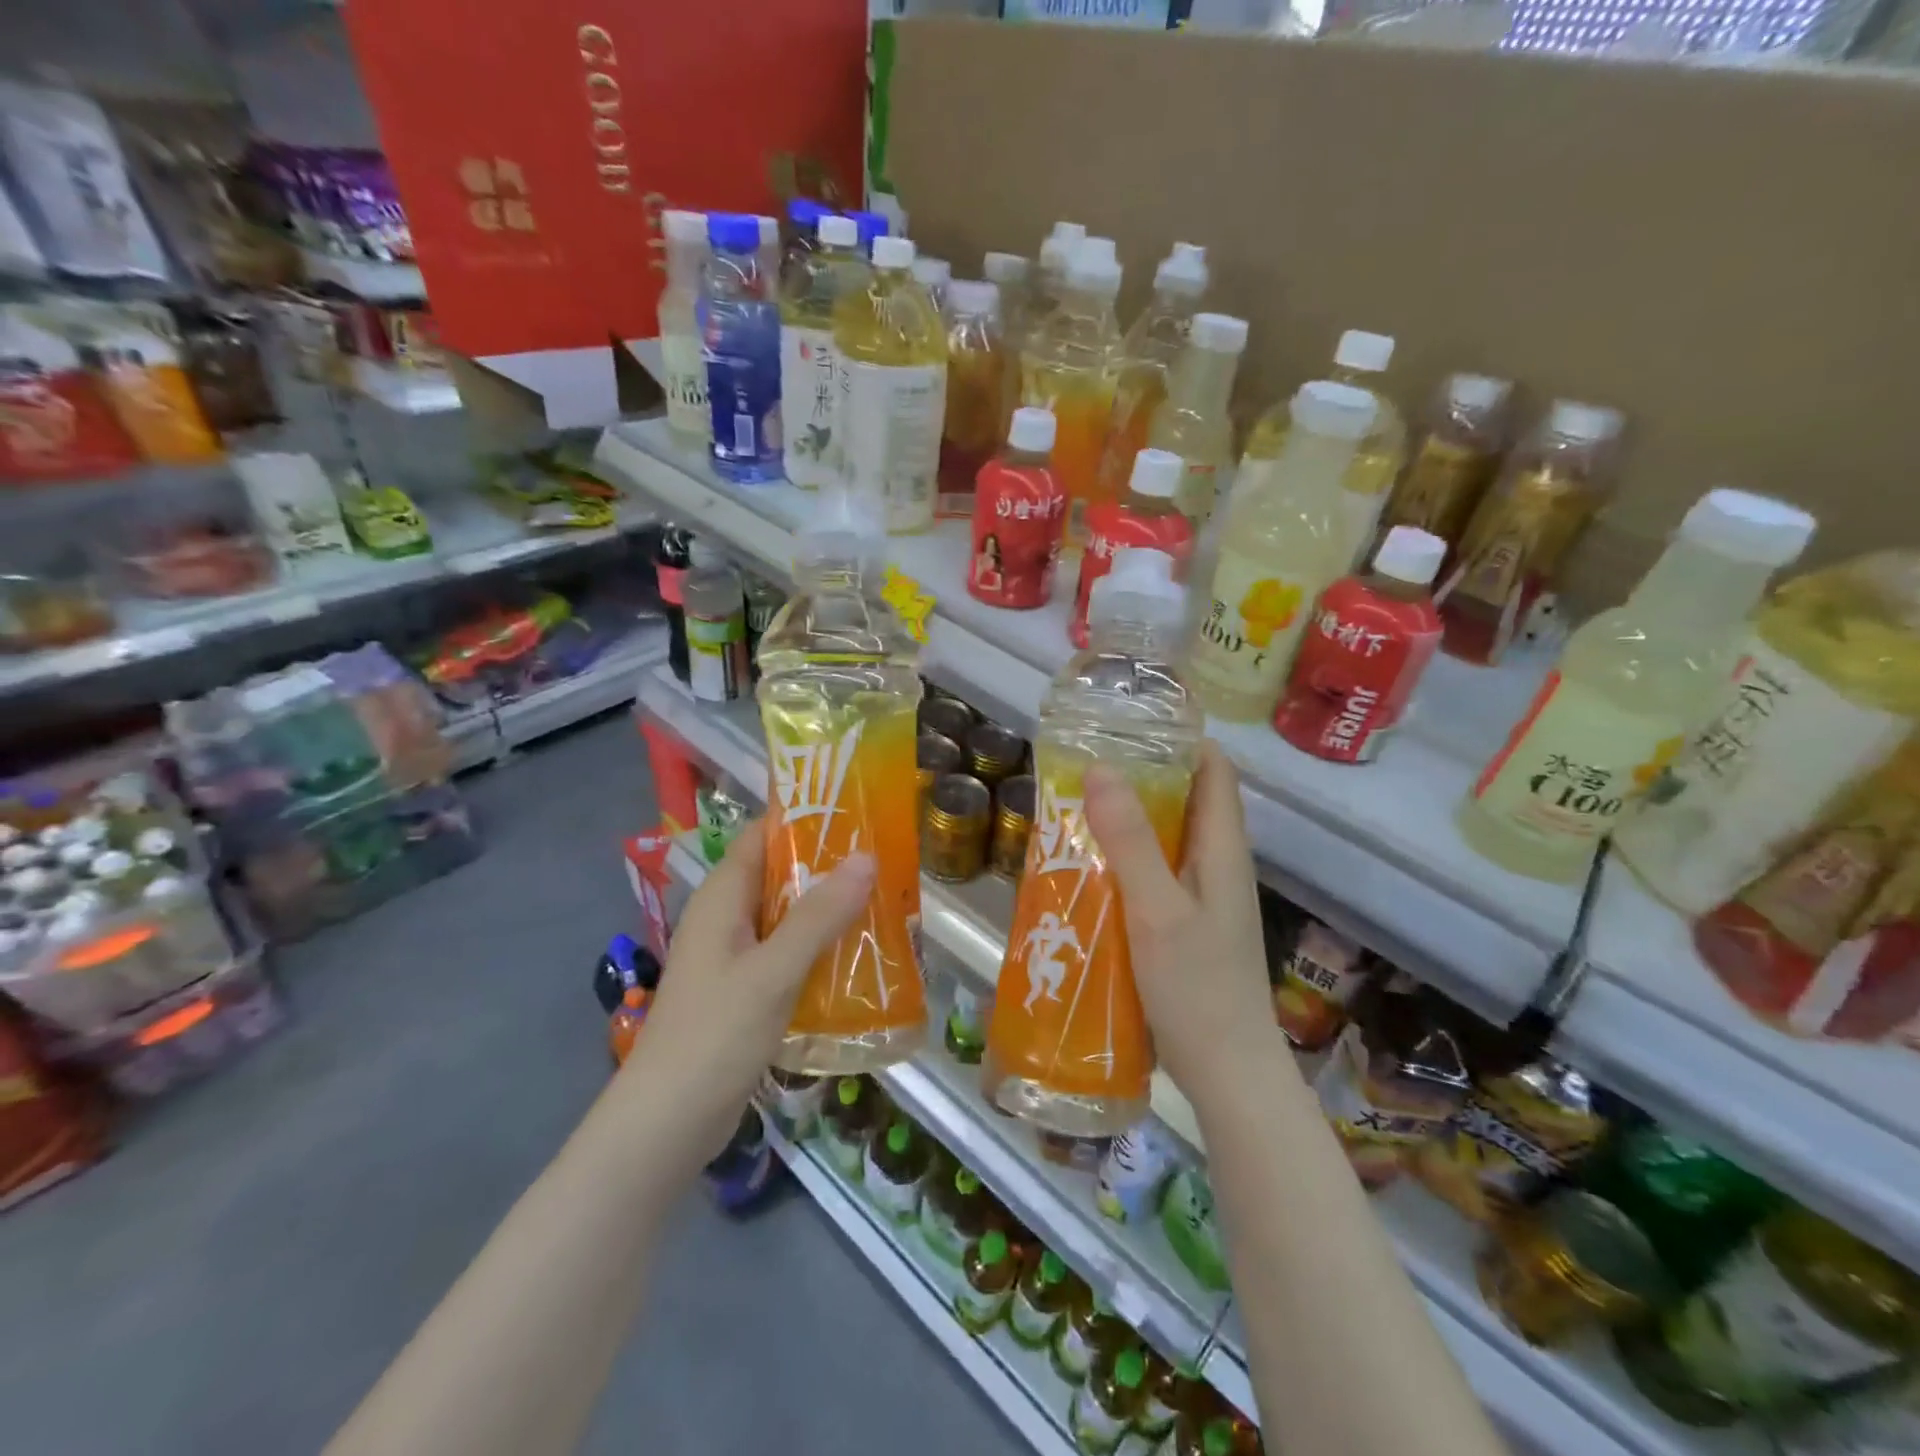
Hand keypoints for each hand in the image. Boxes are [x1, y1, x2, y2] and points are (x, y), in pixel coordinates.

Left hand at [618, 819, 873, 1178]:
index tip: (858, 812)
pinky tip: (858, 957)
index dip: (805, 818)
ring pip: (788, 916)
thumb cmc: (714, 1035)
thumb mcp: (773, 971)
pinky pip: (787, 953)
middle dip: (829, 866)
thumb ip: (819, 915)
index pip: (763, 835)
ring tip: (885, 902)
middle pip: (781, 874)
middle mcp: (726, 918)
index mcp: (723, 897)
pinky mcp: (744, 991)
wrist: (665, 1125)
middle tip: (887, 860)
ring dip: (829, 910)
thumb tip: (867, 856)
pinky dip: (819, 948)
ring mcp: (734, 956)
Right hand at [1083, 742, 1274, 1112]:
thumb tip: (1100, 767)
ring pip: (1166, 838)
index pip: (1213, 769)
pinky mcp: (1184, 923)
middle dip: (1140, 776)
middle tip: (1082, 764)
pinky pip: (1154, 873)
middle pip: (1185, 799)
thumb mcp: (1157, 909)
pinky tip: (1086, 868)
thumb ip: (1130, 841)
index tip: (1126, 724)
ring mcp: (1202, 896)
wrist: (1227, 1074)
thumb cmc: (1197, 988)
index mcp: (1222, 848)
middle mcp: (1217, 863)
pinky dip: (1124, 859)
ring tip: (1073, 807)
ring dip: (1127, 820)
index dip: (1178, 739)